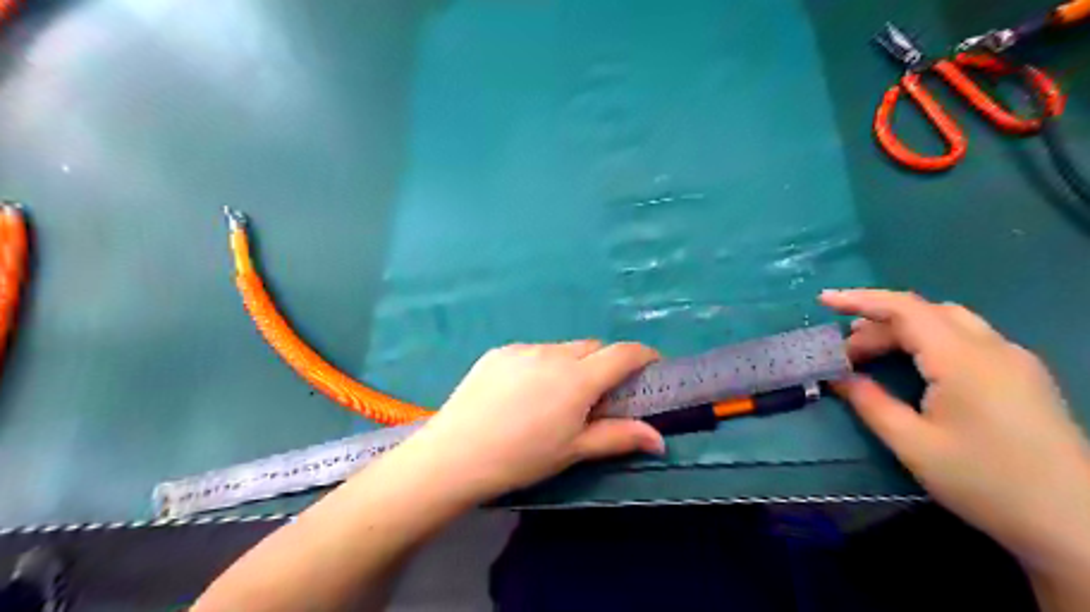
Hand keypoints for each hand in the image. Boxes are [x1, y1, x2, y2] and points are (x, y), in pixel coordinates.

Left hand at [394, 339, 664, 502]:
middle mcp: (553, 353)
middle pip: (592, 348)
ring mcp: (523, 348)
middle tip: (598, 395)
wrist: (455, 454)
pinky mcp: (499, 351)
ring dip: (572, 365)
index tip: (652, 365)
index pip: (623, 353)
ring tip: (555, 397)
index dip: (643, 355)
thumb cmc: (521, 458)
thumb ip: (618, 437)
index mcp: (578, 378)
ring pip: (562, 349)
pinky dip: (542, 365)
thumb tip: (659, 439)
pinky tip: (524, 393)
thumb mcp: (574, 451)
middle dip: (605, 363)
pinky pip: (533, 352)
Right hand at [822, 290, 1089, 567]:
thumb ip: (870, 403)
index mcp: (962, 359)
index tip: (824, 300)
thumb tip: (839, 378)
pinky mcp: (1023, 375)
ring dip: (903, 329)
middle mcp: (992, 347)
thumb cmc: (985, 481)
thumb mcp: (913, 445)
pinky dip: (929, 340)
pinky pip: (967, 338)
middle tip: (844, 353)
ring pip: (948, 322)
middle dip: (877, 323)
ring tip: (871, 354)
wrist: (1075, 523)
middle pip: (925, 313)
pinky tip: (915, 366)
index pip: (904, 309)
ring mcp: (1014, 359)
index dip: (860, 300)